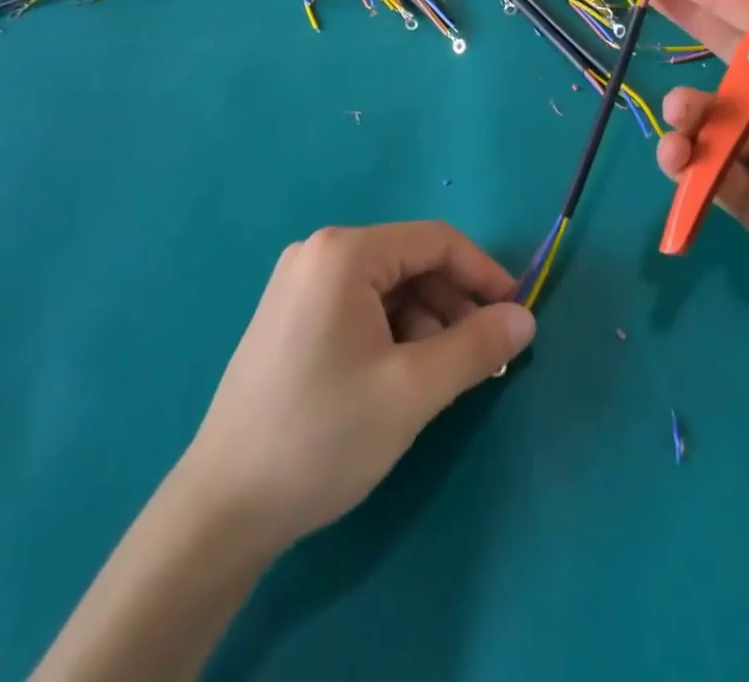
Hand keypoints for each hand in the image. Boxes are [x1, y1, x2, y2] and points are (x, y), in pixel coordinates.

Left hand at [180, 222, 535, 552]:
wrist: (223, 506)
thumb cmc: (323, 435)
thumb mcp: (413, 390)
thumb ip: (476, 347)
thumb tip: (525, 318)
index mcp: (344, 252)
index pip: (435, 241)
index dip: (484, 273)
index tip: (517, 314)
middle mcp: (319, 253)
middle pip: (410, 263)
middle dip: (453, 306)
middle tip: (484, 359)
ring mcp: (299, 283)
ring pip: (387, 289)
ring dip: (425, 324)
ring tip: (442, 379)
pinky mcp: (290, 316)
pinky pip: (359, 307)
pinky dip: (393, 333)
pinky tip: (401, 379)